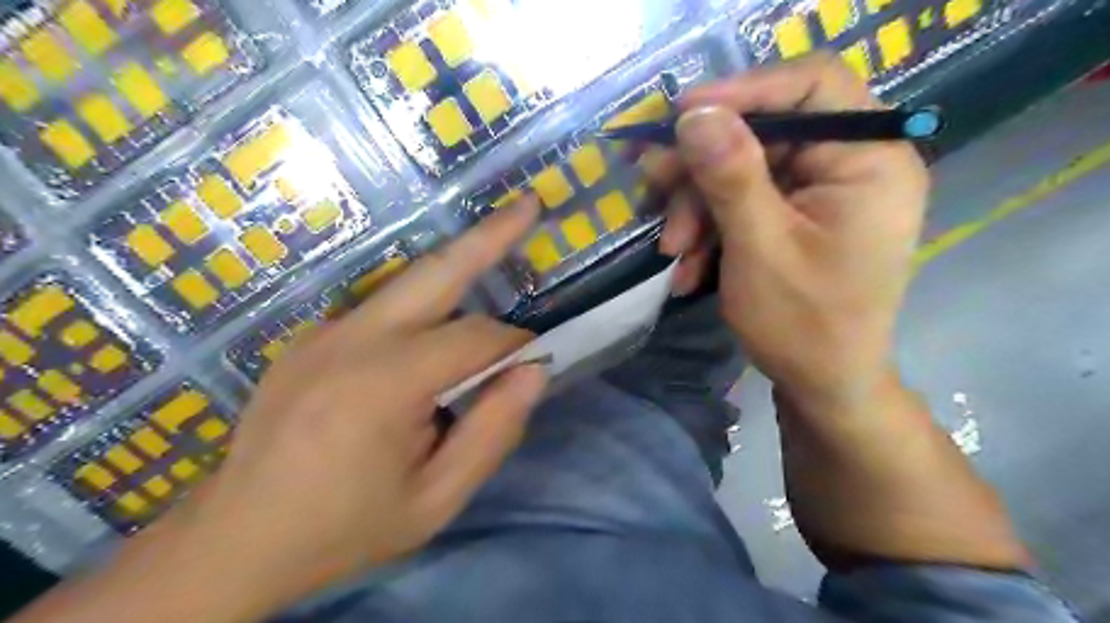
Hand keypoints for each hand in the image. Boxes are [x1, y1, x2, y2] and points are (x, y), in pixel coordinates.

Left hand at [166, 202, 547, 608]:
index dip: (514, 345)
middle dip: (490, 236)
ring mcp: (324, 332)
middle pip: (436, 271)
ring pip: (410, 283)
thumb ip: (492, 433)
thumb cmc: (347, 527)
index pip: (475, 338)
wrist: (238, 539)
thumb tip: (533, 371)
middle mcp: (350, 340)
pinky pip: (385, 308)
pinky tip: (440, 325)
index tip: (534, 363)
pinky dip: (426, 303)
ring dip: (460, 265)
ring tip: (501, 234)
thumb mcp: (436, 501)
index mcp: (382, 385)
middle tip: (529, 204)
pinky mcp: (312, 336)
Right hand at [651, 53, 923, 407]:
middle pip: (765, 132)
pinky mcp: (797, 215)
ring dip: (697, 208)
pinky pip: (744, 201)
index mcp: (869, 160)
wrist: (822, 385)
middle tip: (654, 189)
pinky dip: (710, 229)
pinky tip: (689, 266)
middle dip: (703, 169)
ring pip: (743, 169)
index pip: (813, 84)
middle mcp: (851, 164)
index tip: (682, 114)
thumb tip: (696, 114)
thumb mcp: (759, 248)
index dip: (744, 90)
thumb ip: (730, 176)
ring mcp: (822, 191)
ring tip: (673, 252)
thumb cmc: (803, 325)